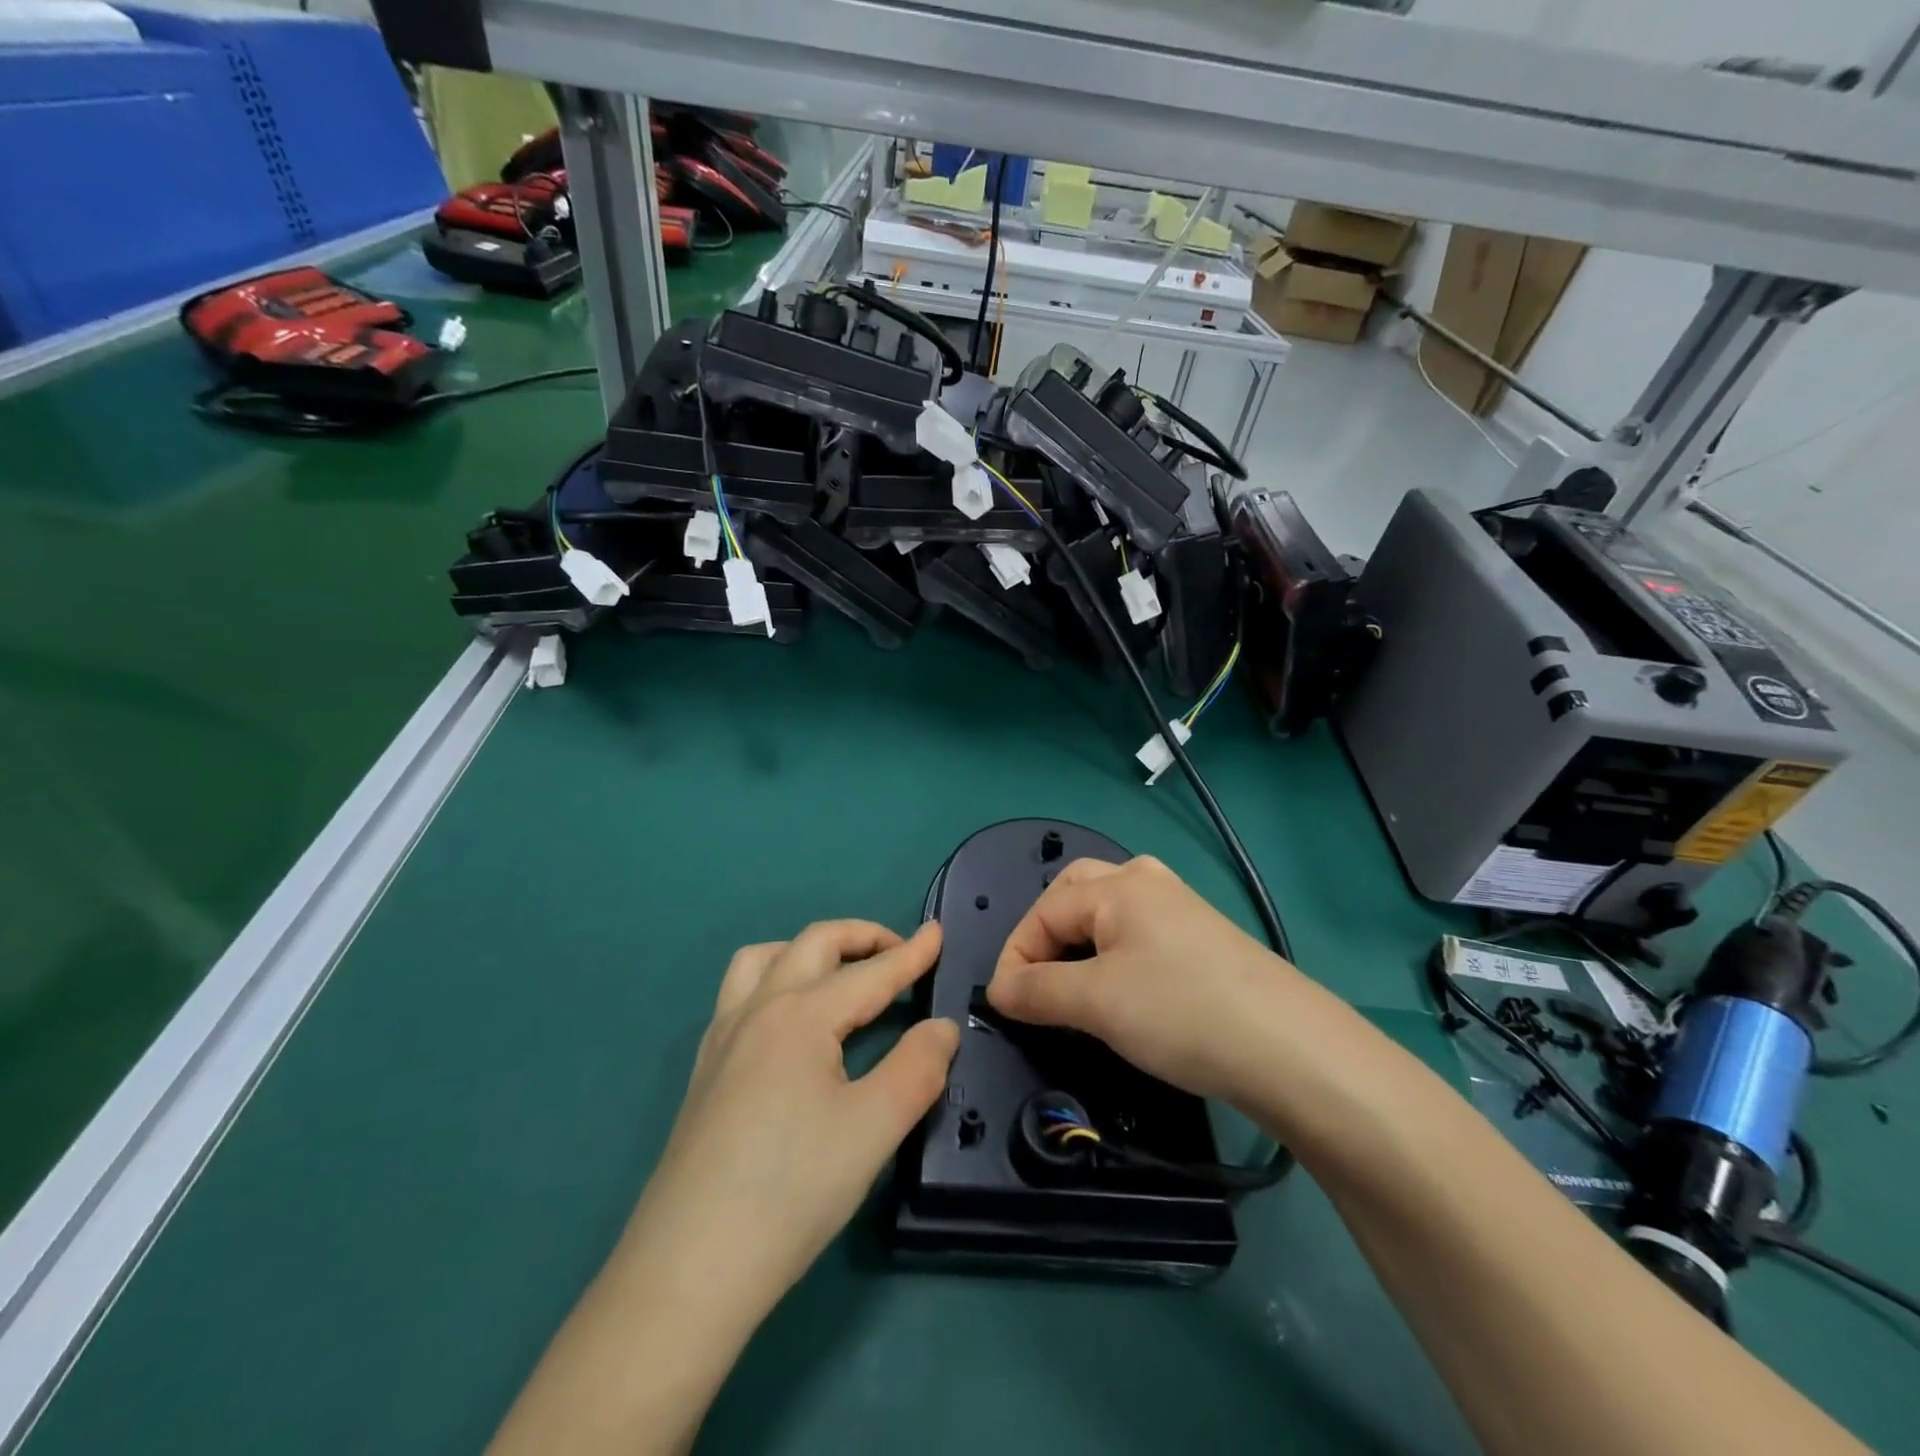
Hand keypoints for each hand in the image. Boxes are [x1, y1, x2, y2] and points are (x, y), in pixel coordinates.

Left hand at [621, 920, 957, 1319]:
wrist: (689, 1269)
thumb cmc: (792, 1191)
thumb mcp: (875, 1128)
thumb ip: (918, 1067)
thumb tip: (941, 1027)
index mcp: (801, 1016)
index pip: (869, 973)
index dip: (911, 954)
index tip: (939, 932)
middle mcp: (757, 1010)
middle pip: (813, 944)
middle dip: (861, 937)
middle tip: (900, 953)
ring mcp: (722, 1038)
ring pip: (763, 959)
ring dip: (809, 951)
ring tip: (840, 975)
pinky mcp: (704, 1070)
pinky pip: (739, 993)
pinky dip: (775, 979)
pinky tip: (790, 1023)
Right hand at [986, 856, 1297, 1101]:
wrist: (1292, 1049)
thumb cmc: (1180, 1011)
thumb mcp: (1097, 1003)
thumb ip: (1037, 991)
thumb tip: (999, 990)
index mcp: (1119, 885)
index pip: (1044, 910)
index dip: (1015, 956)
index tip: (1005, 1006)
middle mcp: (1148, 882)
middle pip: (1074, 893)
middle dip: (1045, 935)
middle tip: (1036, 982)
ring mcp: (1181, 908)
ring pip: (1109, 912)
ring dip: (1079, 944)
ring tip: (1073, 987)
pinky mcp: (1203, 939)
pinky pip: (1139, 934)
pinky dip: (1113, 954)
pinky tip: (1124, 990)